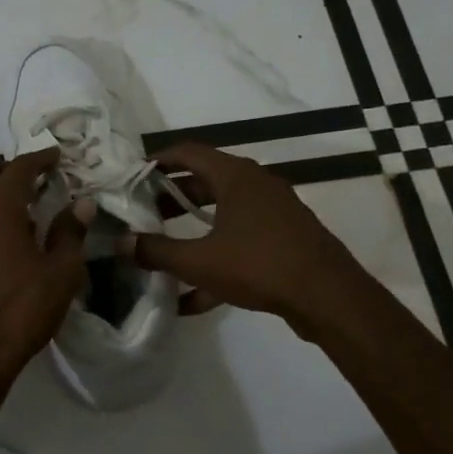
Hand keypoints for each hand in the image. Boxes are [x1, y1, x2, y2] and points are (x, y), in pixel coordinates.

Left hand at [0, 149, 86, 386]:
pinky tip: (2, 235)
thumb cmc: (22, 309)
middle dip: (6, 167)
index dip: (39, 158)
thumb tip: (82, 203)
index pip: (19, 168)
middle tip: (32, 176)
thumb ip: (70, 232)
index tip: (56, 156)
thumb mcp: (61, 272)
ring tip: (19, 205)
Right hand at [129, 144, 354, 328]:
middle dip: (171, 200)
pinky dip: (216, 260)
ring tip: (162, 252)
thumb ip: (157, 251)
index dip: (157, 160)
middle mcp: (256, 186)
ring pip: (222, 214)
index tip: (133, 177)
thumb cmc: (260, 265)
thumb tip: (122, 243)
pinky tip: (191, 301)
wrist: (330, 298)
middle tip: (143, 215)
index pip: (188, 152)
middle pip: (204, 183)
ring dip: (191, 231)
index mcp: (236, 176)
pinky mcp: (284, 241)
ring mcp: (273, 213)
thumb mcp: (199, 261)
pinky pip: (240, 243)